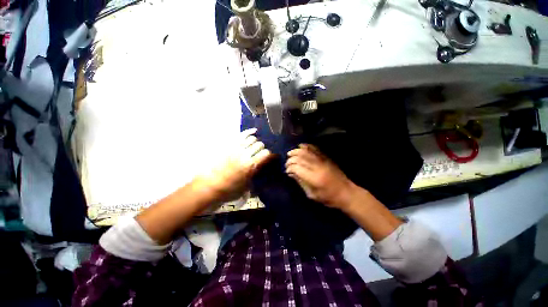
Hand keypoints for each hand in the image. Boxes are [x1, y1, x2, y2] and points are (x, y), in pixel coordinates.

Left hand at [196, 128, 272, 201]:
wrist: (209, 185)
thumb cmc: (229, 189)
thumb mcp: (247, 186)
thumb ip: (256, 174)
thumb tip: (262, 167)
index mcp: (250, 166)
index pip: (266, 154)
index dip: (272, 155)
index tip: (273, 157)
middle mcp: (245, 154)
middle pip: (260, 145)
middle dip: (263, 149)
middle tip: (262, 153)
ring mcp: (236, 148)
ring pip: (252, 139)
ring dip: (257, 142)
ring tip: (256, 146)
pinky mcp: (229, 145)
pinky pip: (241, 135)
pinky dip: (249, 131)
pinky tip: (254, 131)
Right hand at [285, 144, 355, 208]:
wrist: (347, 193)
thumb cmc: (328, 197)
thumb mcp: (312, 194)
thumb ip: (300, 182)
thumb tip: (291, 173)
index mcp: (314, 178)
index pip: (297, 167)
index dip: (289, 167)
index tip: (287, 171)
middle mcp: (317, 167)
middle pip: (300, 158)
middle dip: (290, 159)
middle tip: (287, 163)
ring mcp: (323, 160)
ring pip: (306, 151)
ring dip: (296, 151)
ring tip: (290, 154)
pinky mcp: (326, 157)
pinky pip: (315, 148)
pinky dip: (306, 146)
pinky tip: (300, 146)